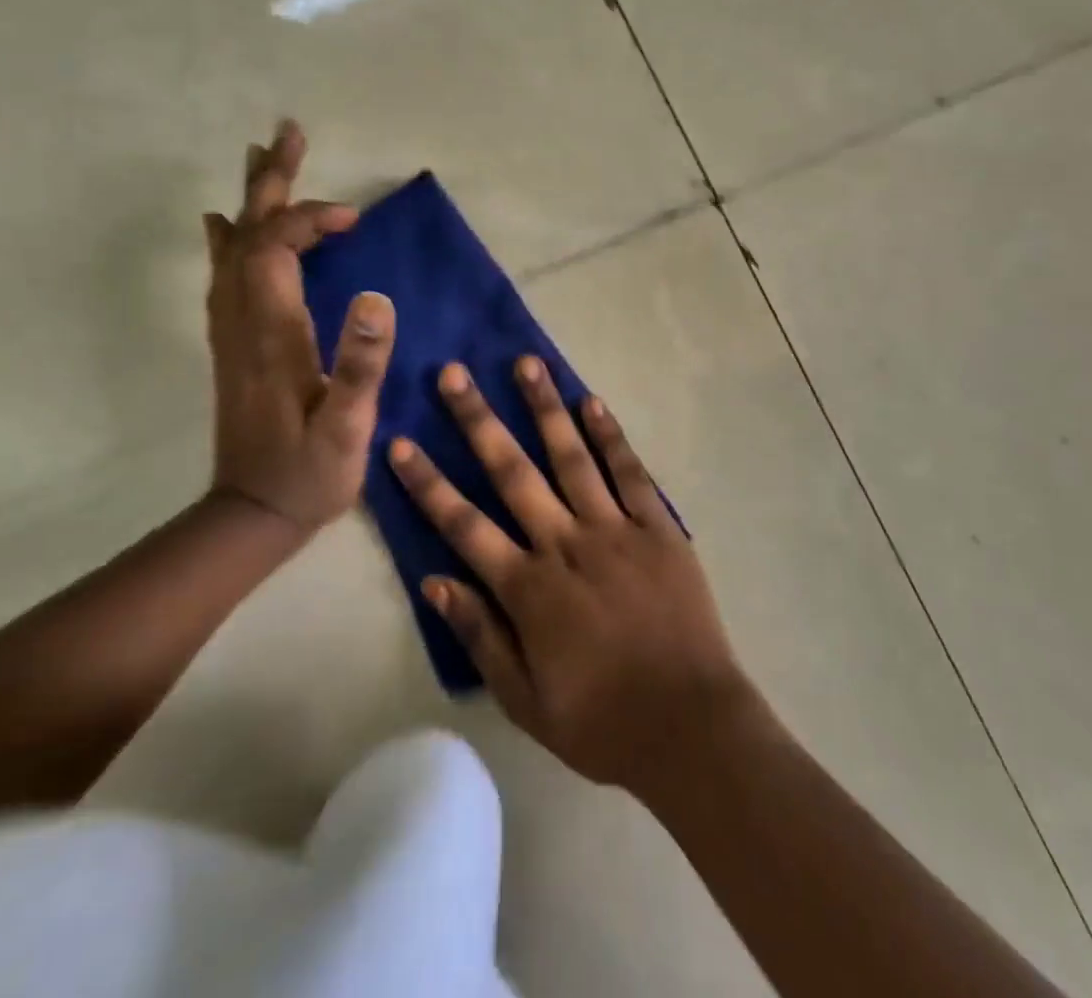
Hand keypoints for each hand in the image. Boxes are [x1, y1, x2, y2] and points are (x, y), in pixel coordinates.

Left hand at [204, 120, 395, 529]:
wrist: (252, 513)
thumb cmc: (309, 473)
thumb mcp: (348, 427)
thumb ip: (361, 363)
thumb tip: (377, 295)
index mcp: (271, 331)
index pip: (278, 247)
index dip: (312, 218)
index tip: (353, 218)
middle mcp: (242, 320)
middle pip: (248, 233)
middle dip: (271, 182)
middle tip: (288, 134)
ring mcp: (231, 331)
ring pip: (233, 248)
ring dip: (251, 201)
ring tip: (263, 159)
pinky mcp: (232, 344)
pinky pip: (224, 274)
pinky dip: (229, 239)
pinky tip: (224, 226)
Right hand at [388, 357, 762, 793]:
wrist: (690, 727)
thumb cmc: (601, 721)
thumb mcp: (524, 700)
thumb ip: (479, 635)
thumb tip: (434, 581)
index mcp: (528, 588)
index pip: (464, 525)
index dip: (428, 484)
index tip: (400, 442)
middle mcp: (565, 544)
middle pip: (512, 472)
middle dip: (478, 420)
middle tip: (454, 374)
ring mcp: (614, 529)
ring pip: (571, 457)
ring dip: (545, 408)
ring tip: (525, 363)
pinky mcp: (657, 527)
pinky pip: (629, 473)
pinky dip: (610, 436)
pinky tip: (592, 402)